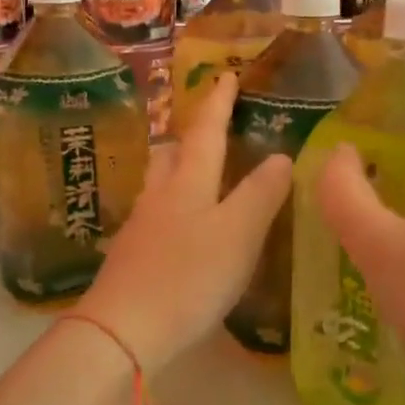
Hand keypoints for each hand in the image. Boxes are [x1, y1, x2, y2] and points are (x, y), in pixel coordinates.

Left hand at [79, 73, 290, 370]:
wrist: (124, 330)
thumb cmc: (188, 277)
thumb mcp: (238, 234)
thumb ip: (261, 194)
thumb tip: (281, 157)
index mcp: (187, 183)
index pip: (206, 132)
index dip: (218, 103)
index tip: (226, 74)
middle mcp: (159, 198)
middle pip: (172, 155)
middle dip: (190, 138)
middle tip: (211, 132)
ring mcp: (141, 229)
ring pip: (160, 187)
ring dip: (179, 174)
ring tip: (201, 180)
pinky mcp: (132, 259)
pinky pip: (157, 220)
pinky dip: (175, 212)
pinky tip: (184, 233)